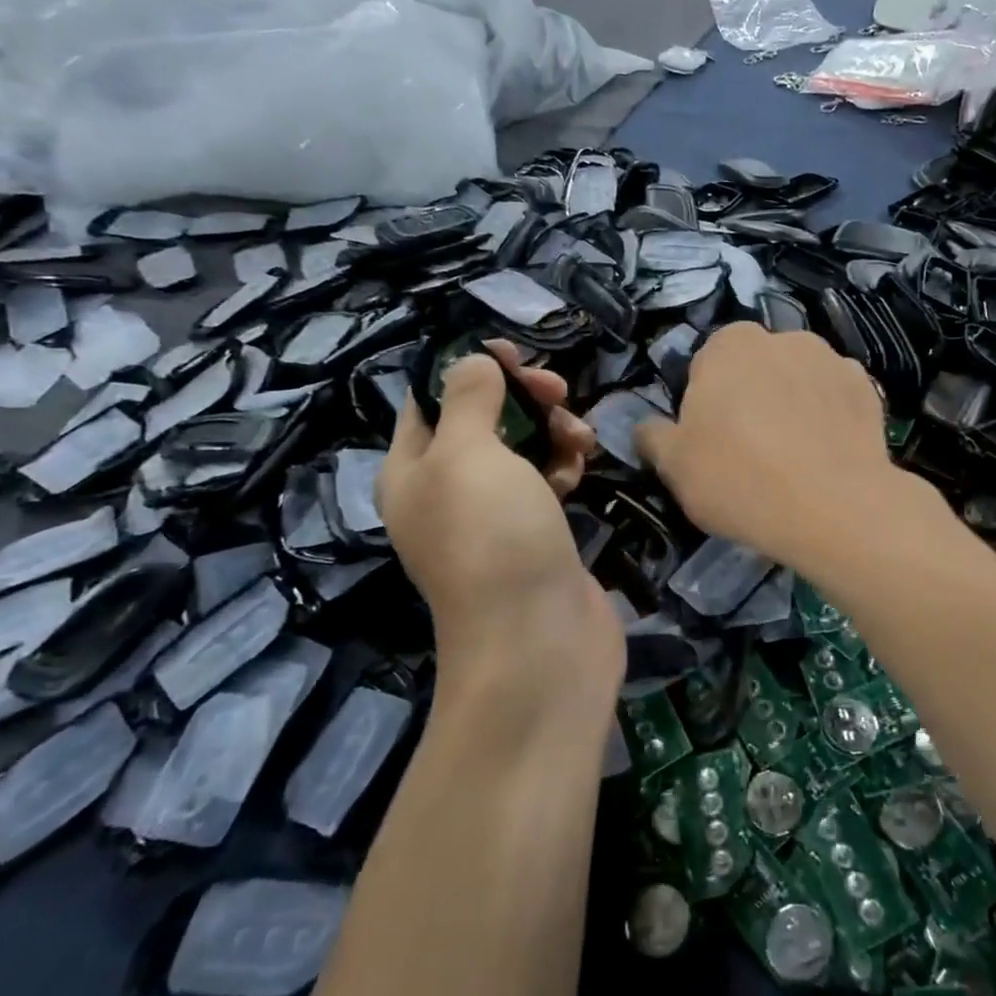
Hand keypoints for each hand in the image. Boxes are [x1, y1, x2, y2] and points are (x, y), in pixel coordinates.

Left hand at [378, 341, 620, 716]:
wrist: (539, 642)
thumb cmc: (492, 538)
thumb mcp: (467, 455)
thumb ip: (468, 399)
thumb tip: (471, 362)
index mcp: (412, 471)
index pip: (430, 400)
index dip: (467, 369)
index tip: (512, 353)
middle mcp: (447, 491)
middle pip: (483, 420)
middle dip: (520, 398)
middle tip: (557, 391)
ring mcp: (495, 516)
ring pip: (522, 449)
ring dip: (552, 430)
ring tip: (580, 437)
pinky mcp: (536, 534)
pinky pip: (547, 481)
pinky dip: (564, 465)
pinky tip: (583, 467)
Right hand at [634, 323, 908, 568]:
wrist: (834, 508)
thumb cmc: (739, 479)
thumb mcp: (674, 466)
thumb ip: (653, 437)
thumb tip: (646, 427)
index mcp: (730, 345)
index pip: (707, 364)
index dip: (706, 402)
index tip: (711, 440)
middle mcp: (783, 338)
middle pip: (756, 368)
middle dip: (751, 397)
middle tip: (750, 450)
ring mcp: (832, 360)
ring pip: (799, 380)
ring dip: (792, 403)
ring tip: (794, 457)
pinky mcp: (868, 389)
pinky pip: (836, 399)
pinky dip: (829, 418)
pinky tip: (826, 456)